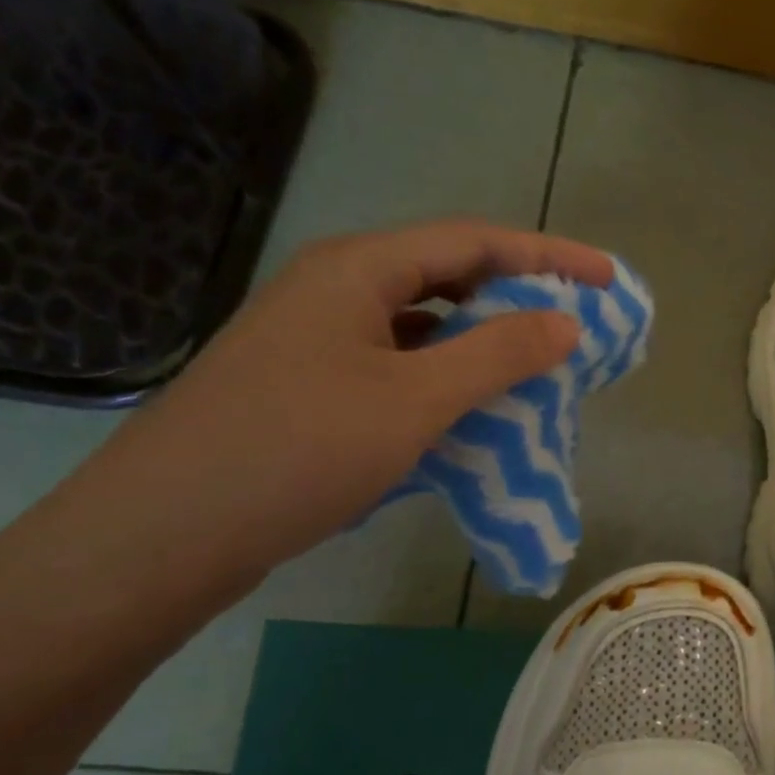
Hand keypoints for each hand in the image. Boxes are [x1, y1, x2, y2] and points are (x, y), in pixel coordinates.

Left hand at [62, 220, 612, 589]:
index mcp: (358, 270)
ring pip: (424, 325)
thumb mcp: (415, 398)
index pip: (474, 240)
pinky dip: (448, 379)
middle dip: (519, 295)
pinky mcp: (312, 387)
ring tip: (538, 366)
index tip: (607, 279)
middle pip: (448, 275)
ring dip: (484, 341)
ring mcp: (319, 341)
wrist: (166, 534)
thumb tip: (566, 323)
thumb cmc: (298, 450)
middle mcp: (337, 290)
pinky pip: (401, 366)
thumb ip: (497, 354)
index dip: (549, 256)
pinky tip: (473, 409)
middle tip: (578, 324)